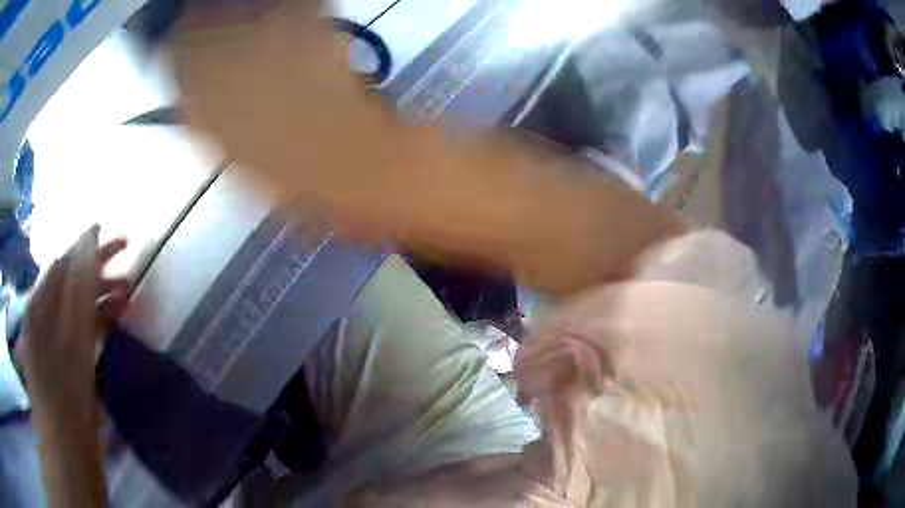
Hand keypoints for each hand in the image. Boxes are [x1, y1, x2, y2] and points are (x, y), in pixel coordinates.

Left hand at [21, 227, 128, 432]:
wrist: (69, 454)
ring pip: (77, 309)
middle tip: (129, 273)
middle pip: (71, 285)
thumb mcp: (71, 340)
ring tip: (127, 298)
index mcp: (39, 306)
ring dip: (101, 300)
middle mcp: (43, 318)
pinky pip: (79, 332)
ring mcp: (53, 342)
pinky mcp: (65, 363)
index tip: (121, 242)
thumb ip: (79, 288)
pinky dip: (97, 324)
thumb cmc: (66, 398)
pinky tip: (114, 323)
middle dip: (99, 275)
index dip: (91, 248)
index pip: (65, 263)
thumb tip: (89, 237)